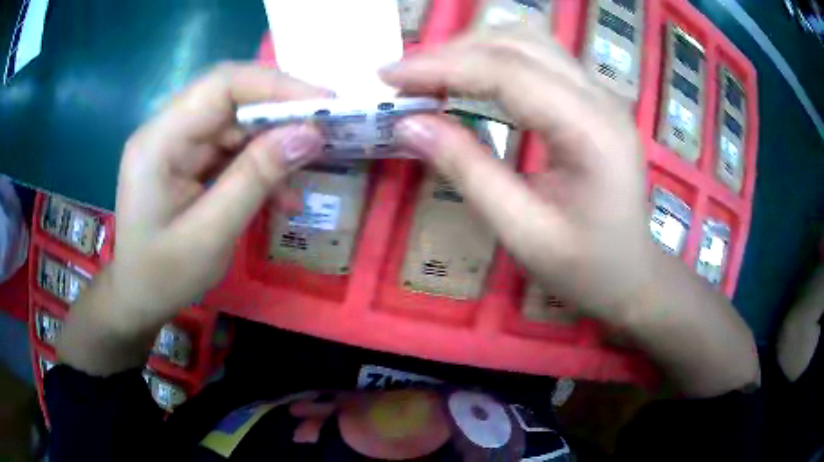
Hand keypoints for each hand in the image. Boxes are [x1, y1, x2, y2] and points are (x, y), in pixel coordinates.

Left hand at [113, 63, 328, 323]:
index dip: (275, 86)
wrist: (138, 298)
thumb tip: (311, 135)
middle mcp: (166, 130)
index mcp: (159, 141)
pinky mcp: (187, 159)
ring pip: (235, 121)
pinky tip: (281, 191)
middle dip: (281, 109)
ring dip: (274, 139)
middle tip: (327, 127)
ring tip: (309, 162)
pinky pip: (230, 147)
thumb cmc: (163, 276)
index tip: (325, 104)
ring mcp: (177, 143)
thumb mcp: (211, 235)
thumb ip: (256, 179)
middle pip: (230, 97)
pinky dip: (260, 163)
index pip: (221, 86)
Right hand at [383, 31, 652, 316]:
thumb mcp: (523, 232)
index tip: (389, 76)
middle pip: (519, 43)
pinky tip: (469, 77)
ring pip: (529, 41)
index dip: (442, 67)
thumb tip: (408, 124)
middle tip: (403, 76)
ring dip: (473, 48)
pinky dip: (495, 59)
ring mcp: (600, 94)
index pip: (509, 72)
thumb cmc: (586, 268)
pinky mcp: (592, 100)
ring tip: (429, 74)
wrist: (633, 276)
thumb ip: (468, 171)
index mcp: (592, 131)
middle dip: (452, 51)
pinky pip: (539, 58)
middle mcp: (600, 98)